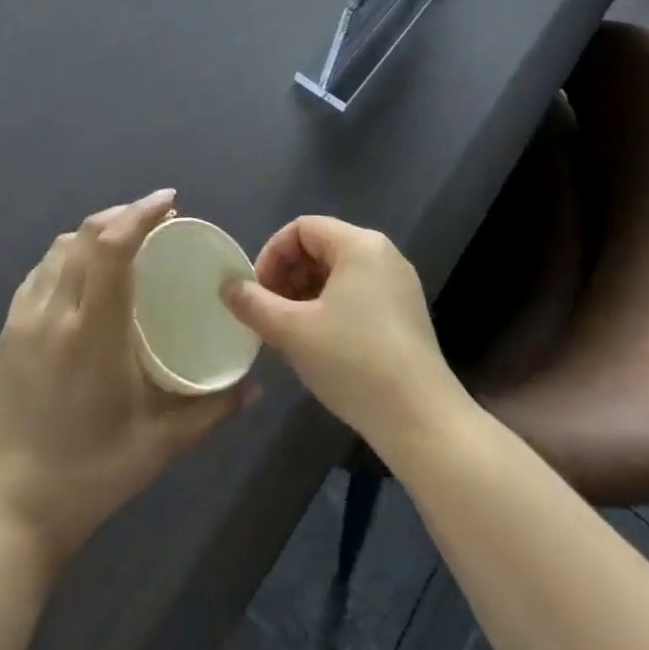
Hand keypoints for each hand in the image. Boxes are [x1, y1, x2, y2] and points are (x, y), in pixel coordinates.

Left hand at [0, 189, 255, 562]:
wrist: (14, 507)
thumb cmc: (94, 473)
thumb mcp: (163, 443)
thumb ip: (213, 408)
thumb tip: (255, 385)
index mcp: (91, 331)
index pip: (113, 247)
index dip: (141, 213)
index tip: (170, 201)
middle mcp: (53, 312)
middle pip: (86, 234)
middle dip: (123, 215)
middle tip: (157, 221)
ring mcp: (24, 318)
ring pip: (60, 248)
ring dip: (95, 234)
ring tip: (125, 244)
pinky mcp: (9, 329)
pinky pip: (41, 271)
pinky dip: (68, 257)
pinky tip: (86, 276)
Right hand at [222, 216, 463, 451]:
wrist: (421, 420)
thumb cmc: (353, 362)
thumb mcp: (292, 331)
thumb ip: (254, 303)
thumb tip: (227, 285)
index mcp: (359, 245)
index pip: (301, 229)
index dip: (271, 255)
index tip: (256, 292)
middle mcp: (383, 255)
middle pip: (320, 248)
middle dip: (287, 276)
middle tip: (268, 313)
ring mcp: (398, 285)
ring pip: (338, 274)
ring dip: (305, 295)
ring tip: (288, 332)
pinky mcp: (406, 314)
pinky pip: (357, 294)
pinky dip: (330, 308)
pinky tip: (318, 344)